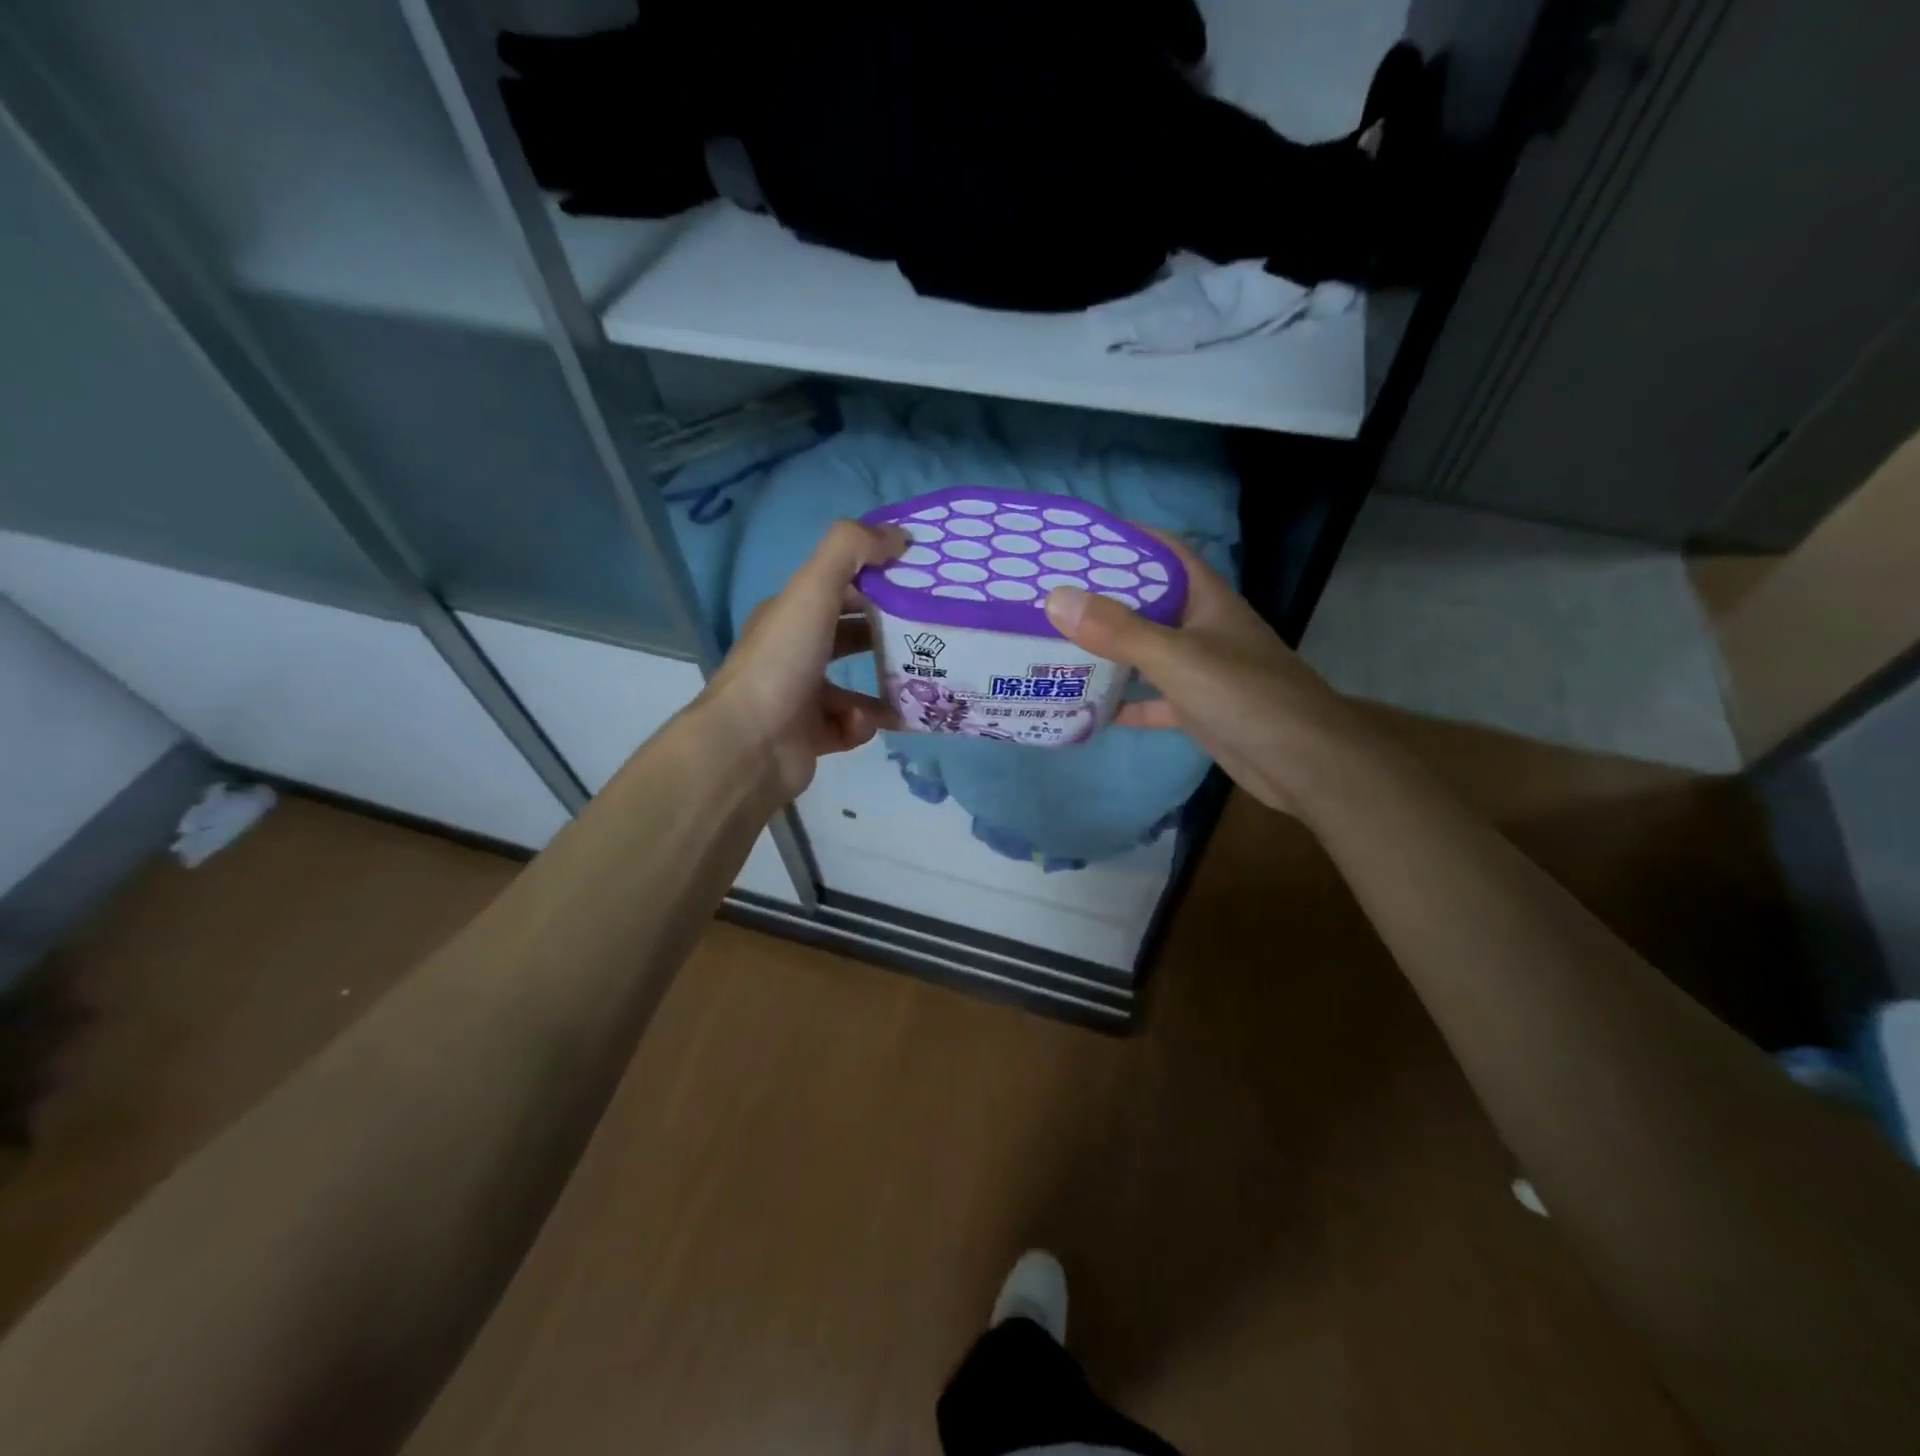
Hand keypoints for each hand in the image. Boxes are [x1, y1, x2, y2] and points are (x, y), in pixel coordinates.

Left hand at [697, 520, 906, 800]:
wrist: (748, 746)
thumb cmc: (782, 662)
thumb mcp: (813, 590)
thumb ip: (851, 550)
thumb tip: (898, 535)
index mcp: (789, 615)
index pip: (839, 588)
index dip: (877, 581)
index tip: (919, 584)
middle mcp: (793, 653)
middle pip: (849, 636)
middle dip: (887, 636)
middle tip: (928, 638)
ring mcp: (801, 697)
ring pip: (855, 687)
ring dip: (884, 686)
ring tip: (914, 687)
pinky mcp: (811, 737)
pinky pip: (850, 725)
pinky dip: (862, 724)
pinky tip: (863, 724)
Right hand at [1042, 535, 1361, 815]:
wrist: (1305, 764)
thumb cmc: (1246, 696)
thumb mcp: (1177, 658)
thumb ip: (1119, 630)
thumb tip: (1056, 599)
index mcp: (1206, 600)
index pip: (1163, 553)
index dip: (1125, 540)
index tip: (1077, 539)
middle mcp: (1202, 628)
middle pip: (1147, 602)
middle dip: (1103, 597)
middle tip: (1050, 595)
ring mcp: (1200, 670)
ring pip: (1145, 651)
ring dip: (1108, 650)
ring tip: (1056, 644)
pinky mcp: (1196, 709)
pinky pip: (1150, 699)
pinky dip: (1123, 702)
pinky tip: (1087, 707)